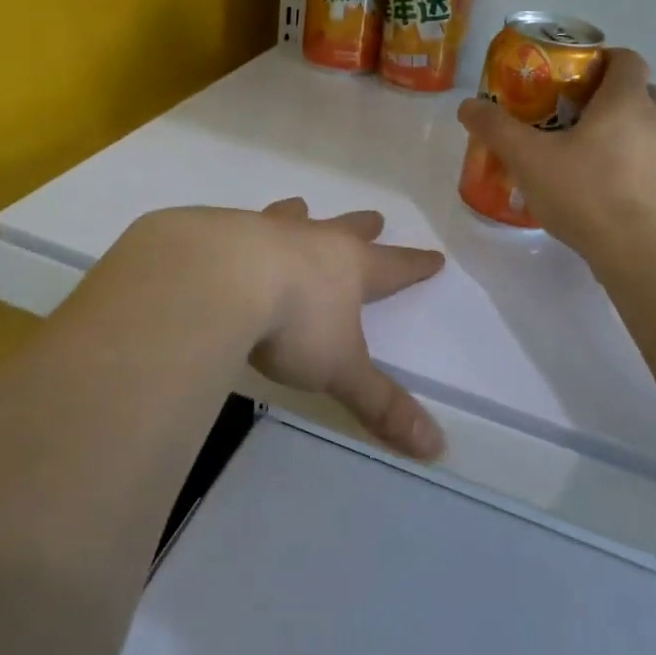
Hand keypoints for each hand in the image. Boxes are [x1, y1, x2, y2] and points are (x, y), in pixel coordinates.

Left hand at [241, 200, 447, 459]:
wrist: (219, 280)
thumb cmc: (292, 323)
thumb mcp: (340, 370)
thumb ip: (381, 405)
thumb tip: (437, 448)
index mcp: (349, 268)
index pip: (395, 267)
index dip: (416, 266)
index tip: (435, 257)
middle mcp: (313, 241)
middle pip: (347, 230)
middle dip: (363, 227)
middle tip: (375, 217)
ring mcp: (266, 230)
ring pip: (292, 218)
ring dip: (300, 215)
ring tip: (300, 206)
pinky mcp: (222, 231)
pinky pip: (238, 225)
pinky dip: (242, 229)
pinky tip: (228, 236)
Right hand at [456, 47, 655, 265]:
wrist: (641, 253)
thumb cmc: (587, 193)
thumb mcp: (529, 159)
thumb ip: (497, 129)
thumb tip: (467, 106)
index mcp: (627, 100)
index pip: (626, 58)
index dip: (600, 58)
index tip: (568, 75)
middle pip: (637, 90)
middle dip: (605, 94)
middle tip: (568, 110)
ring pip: (643, 125)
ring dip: (617, 127)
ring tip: (577, 148)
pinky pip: (645, 157)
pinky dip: (624, 158)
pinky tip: (593, 183)